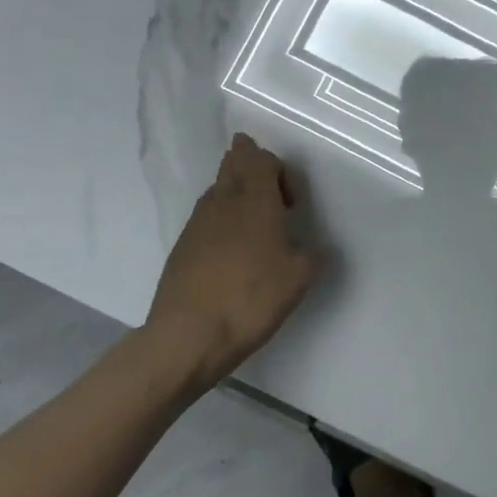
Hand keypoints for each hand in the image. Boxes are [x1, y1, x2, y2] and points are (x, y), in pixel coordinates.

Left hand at [143, 134, 320, 381]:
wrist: (188, 336)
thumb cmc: (251, 298)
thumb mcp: (299, 279)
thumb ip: (312, 256)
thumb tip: (315, 250)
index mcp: (256, 201)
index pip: (261, 160)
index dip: (277, 169)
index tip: (291, 202)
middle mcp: (224, 203)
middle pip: (233, 165)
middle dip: (246, 160)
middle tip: (261, 172)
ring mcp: (197, 224)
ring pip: (216, 191)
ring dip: (233, 191)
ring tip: (250, 214)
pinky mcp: (182, 248)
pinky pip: (205, 218)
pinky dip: (219, 219)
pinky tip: (230, 247)